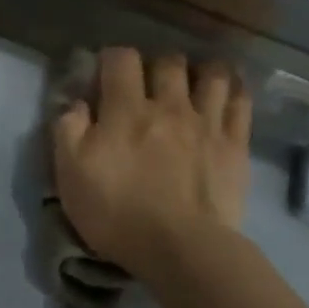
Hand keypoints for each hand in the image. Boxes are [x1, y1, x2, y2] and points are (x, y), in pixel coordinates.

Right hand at [52, 48, 252, 271]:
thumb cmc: (117, 212)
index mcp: (126, 109)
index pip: (121, 58)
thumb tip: (76, 103)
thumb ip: (68, 130)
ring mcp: (207, 123)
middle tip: (147, 83)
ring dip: (199, 71)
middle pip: (168, 61)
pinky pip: (241, 102)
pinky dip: (233, 90)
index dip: (111, 58)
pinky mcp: (235, 145)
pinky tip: (225, 94)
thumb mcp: (70, 173)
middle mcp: (169, 105)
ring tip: (191, 84)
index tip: (104, 74)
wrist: (182, 249)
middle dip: (155, 65)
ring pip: (212, 74)